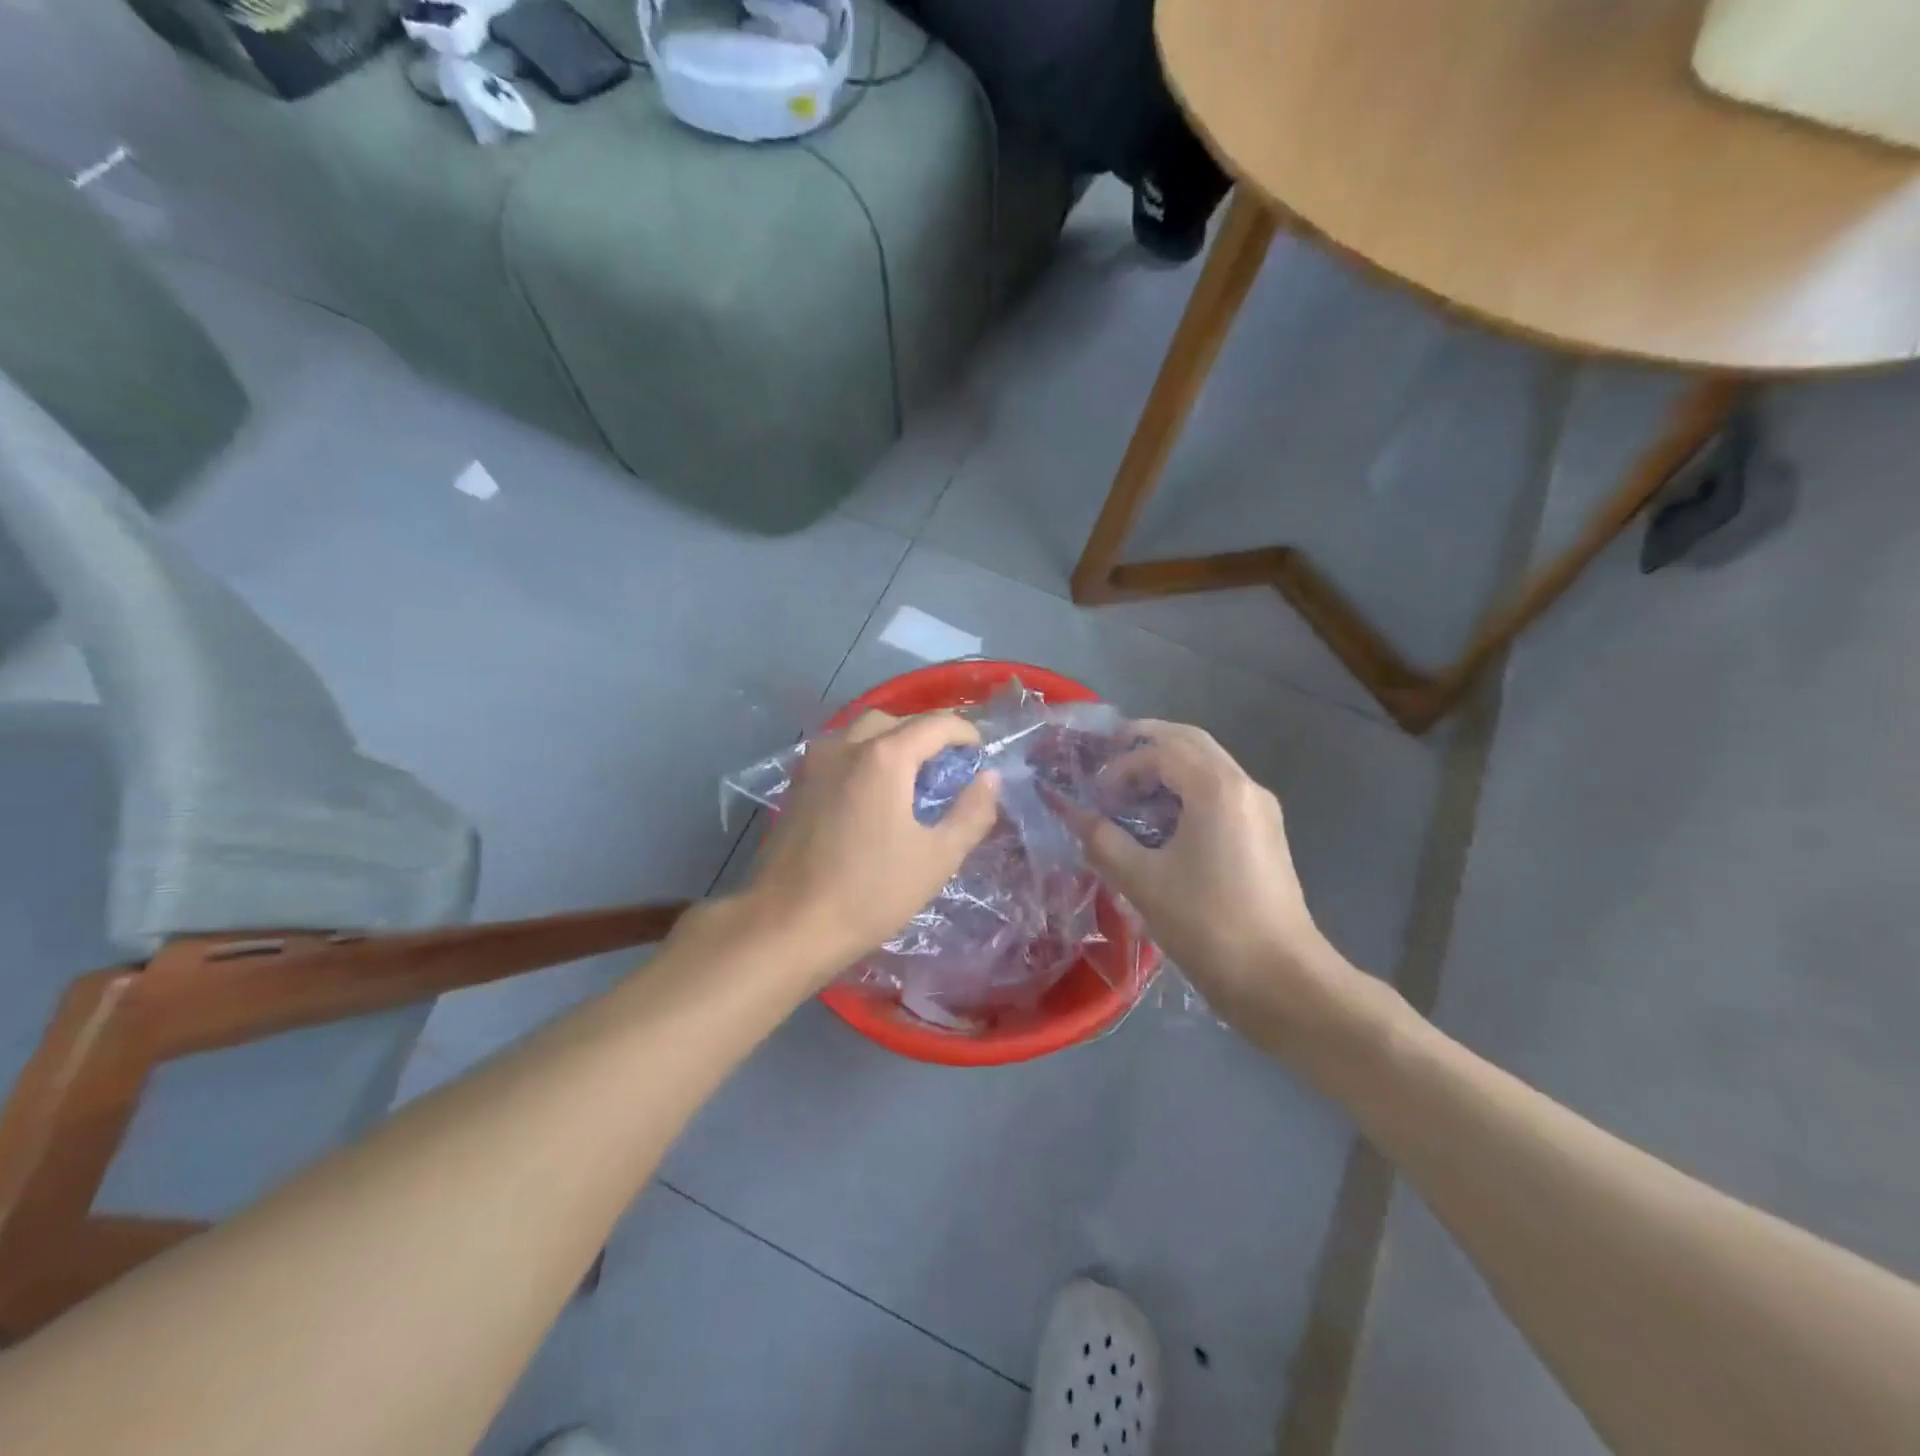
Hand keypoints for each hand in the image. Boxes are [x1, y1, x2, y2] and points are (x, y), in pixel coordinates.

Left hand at [743, 710, 1000, 975]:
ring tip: (911, 776)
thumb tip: (988, 778)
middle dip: (926, 733)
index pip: (935, 724)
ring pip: (860, 731)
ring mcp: (815, 763)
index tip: (980, 753)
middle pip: (894, 720)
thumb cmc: (870, 893)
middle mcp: (846, 746)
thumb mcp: (937, 857)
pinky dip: (864, 756)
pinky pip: (839, 752)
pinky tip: (872, 792)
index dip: (965, 733)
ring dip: (891, 740)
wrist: (788, 924)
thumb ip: (971, 812)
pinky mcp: (797, 784)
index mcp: (885, 757)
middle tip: (947, 764)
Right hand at [1070, 720, 1352, 1039]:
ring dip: (1167, 765)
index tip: (1097, 799)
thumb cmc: (1207, 925)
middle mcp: (1244, 785)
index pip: (1160, 751)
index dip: (1120, 767)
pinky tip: (1163, 820)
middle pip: (1190, 741)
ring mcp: (1260, 808)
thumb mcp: (1142, 881)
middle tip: (1108, 755)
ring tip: (1130, 790)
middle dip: (1146, 743)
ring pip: (1208, 763)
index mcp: (1217, 789)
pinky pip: (1221, 789)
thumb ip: (1102, 839)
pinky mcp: (1265, 832)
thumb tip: (1070, 812)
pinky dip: (1187, 788)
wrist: (1280, 980)